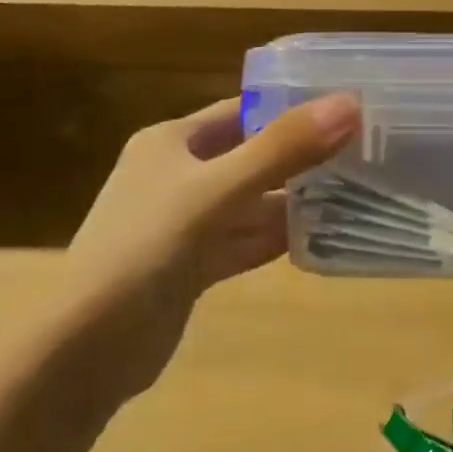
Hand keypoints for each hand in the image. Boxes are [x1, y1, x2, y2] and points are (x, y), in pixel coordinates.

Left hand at [54, 92, 360, 403]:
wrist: (88, 347)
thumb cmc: (146, 249)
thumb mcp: (217, 191)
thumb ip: (283, 149)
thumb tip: (350, 104)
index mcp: (172, 142)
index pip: (243, 111)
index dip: (292, 107)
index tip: (349, 109)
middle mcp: (178, 176)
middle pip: (252, 157)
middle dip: (302, 157)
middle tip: (365, 153)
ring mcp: (185, 224)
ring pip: (252, 203)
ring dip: (295, 201)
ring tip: (357, 193)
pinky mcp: (193, 265)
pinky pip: (245, 241)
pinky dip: (277, 238)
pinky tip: (322, 237)